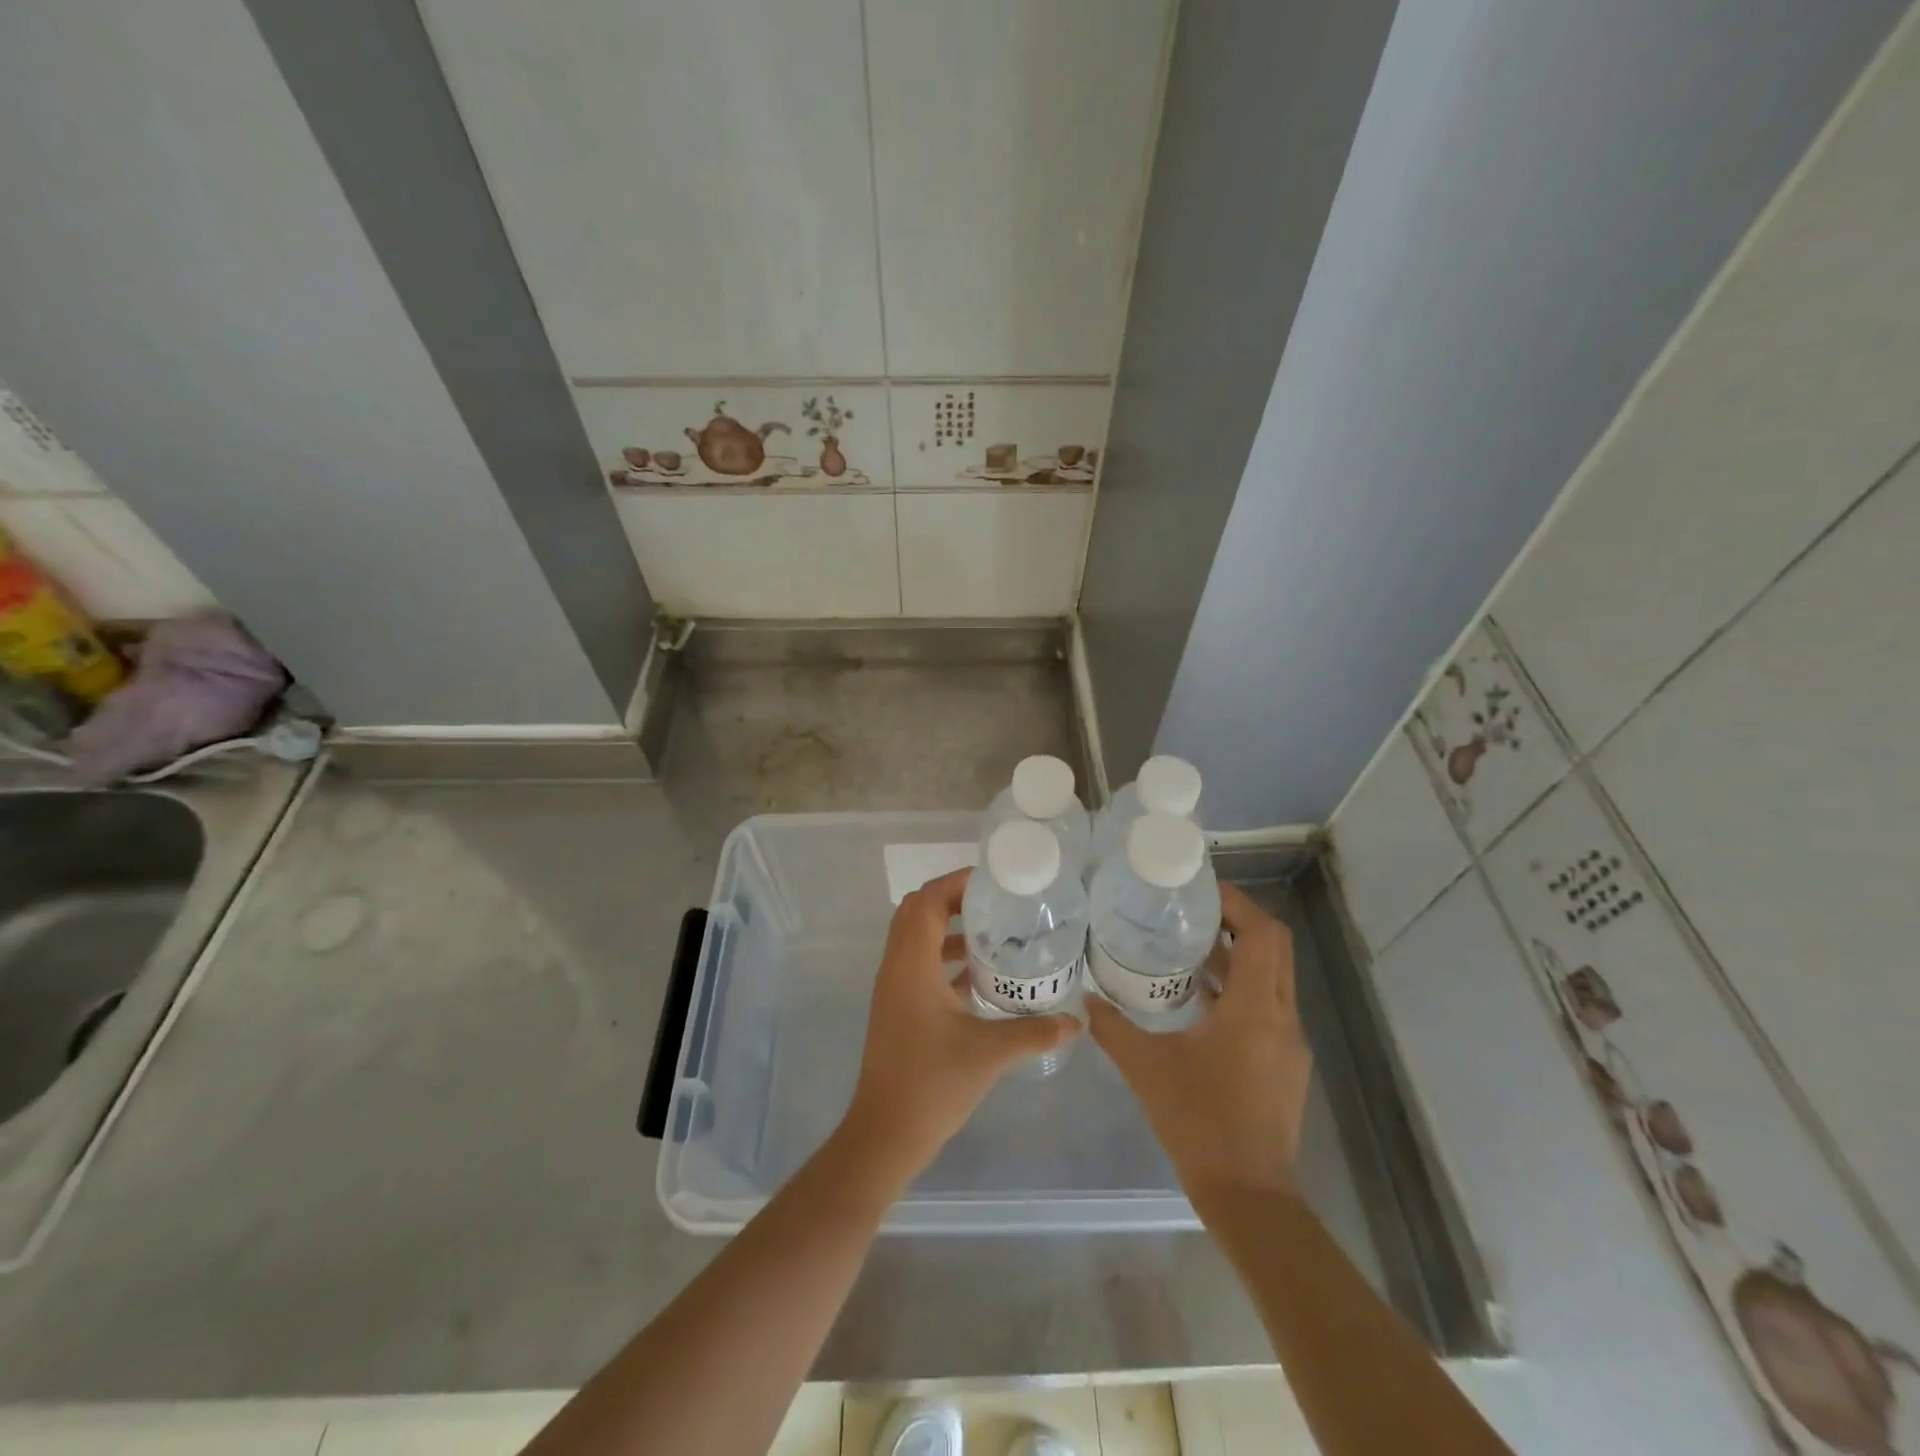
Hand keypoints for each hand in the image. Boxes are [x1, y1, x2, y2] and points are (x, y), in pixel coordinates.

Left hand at [839, 868, 1078, 1185]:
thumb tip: (1076, 1020)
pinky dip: (945, 957)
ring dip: (949, 929)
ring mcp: (894, 989)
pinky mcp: (899, 1008)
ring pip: (917, 939)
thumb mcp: (989, 1054)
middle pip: (918, 912)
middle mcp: (897, 967)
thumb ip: (1034, 1032)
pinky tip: (979, 975)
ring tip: (993, 932)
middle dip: (954, 900)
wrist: (886, 1132)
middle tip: (995, 902)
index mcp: (912, 964)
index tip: (993, 881)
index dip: (955, 883)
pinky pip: (920, 964)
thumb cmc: (932, 1083)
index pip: (927, 901)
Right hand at [1087, 883, 1310, 1210]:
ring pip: (1272, 978)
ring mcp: (1288, 1043)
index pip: (1264, 934)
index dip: (1238, 904)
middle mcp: (1282, 1018)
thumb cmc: (1199, 1122)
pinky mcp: (1284, 1063)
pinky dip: (1240, 988)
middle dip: (1238, 922)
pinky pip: (1267, 1006)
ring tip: (1189, 945)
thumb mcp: (1146, 1069)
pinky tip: (1199, 999)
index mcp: (1256, 1009)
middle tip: (1192, 910)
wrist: (1248, 1195)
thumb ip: (1113, 1029)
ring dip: (1238, 956)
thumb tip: (1085, 1000)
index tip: (1202, 890)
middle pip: (1274, 948)